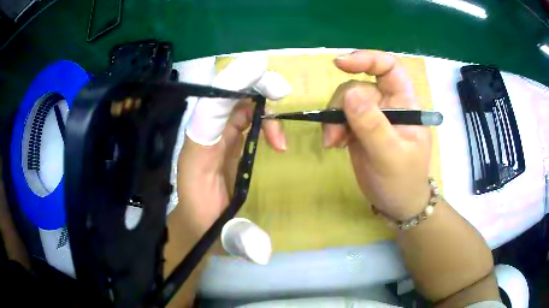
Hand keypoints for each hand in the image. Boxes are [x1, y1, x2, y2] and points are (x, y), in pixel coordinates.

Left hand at [175, 56, 288, 237]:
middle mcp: (201, 139)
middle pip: (221, 96)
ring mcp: (212, 136)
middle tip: (282, 92)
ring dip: (260, 102)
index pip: (207, 113)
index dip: (229, 88)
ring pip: (234, 102)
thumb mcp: (223, 238)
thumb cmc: (205, 227)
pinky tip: (275, 138)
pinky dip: (262, 118)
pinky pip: (241, 115)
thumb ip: (241, 241)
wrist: (196, 223)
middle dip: (251, 85)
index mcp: (195, 158)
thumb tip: (264, 253)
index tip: (257, 70)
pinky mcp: (223, 138)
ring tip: (280, 131)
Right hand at [323, 50, 431, 220]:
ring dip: (334, 119)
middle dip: (342, 105)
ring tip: (333, 143)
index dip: (367, 59)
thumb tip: (349, 94)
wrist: (396, 204)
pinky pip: (340, 117)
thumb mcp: (390, 156)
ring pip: (346, 101)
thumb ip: (372, 126)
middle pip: (360, 85)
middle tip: (334, 134)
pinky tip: (334, 144)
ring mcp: (372, 116)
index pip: (389, 68)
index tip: (340, 64)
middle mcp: (388, 104)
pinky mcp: (359, 128)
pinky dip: (333, 128)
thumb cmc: (402, 181)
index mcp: (405, 104)